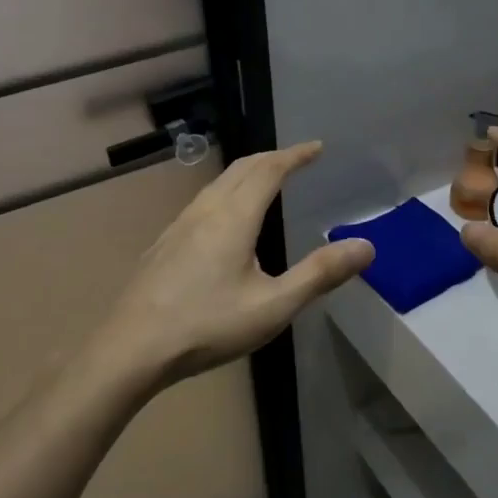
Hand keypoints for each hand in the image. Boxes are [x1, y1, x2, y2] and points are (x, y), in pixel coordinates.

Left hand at [93, 142, 374, 387]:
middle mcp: (205, 211)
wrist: (131, 349)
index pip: (268, 170)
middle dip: (271, 158)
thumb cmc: (208, 325)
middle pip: (240, 169)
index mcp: (233, 218)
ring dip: (246, 173)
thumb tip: (366, 246)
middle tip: (296, 159)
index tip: (316, 148)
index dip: (295, 155)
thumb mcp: (274, 306)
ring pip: (217, 184)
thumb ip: (319, 274)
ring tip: (265, 182)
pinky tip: (224, 221)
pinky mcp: (164, 245)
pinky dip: (226, 193)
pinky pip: (202, 202)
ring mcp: (178, 226)